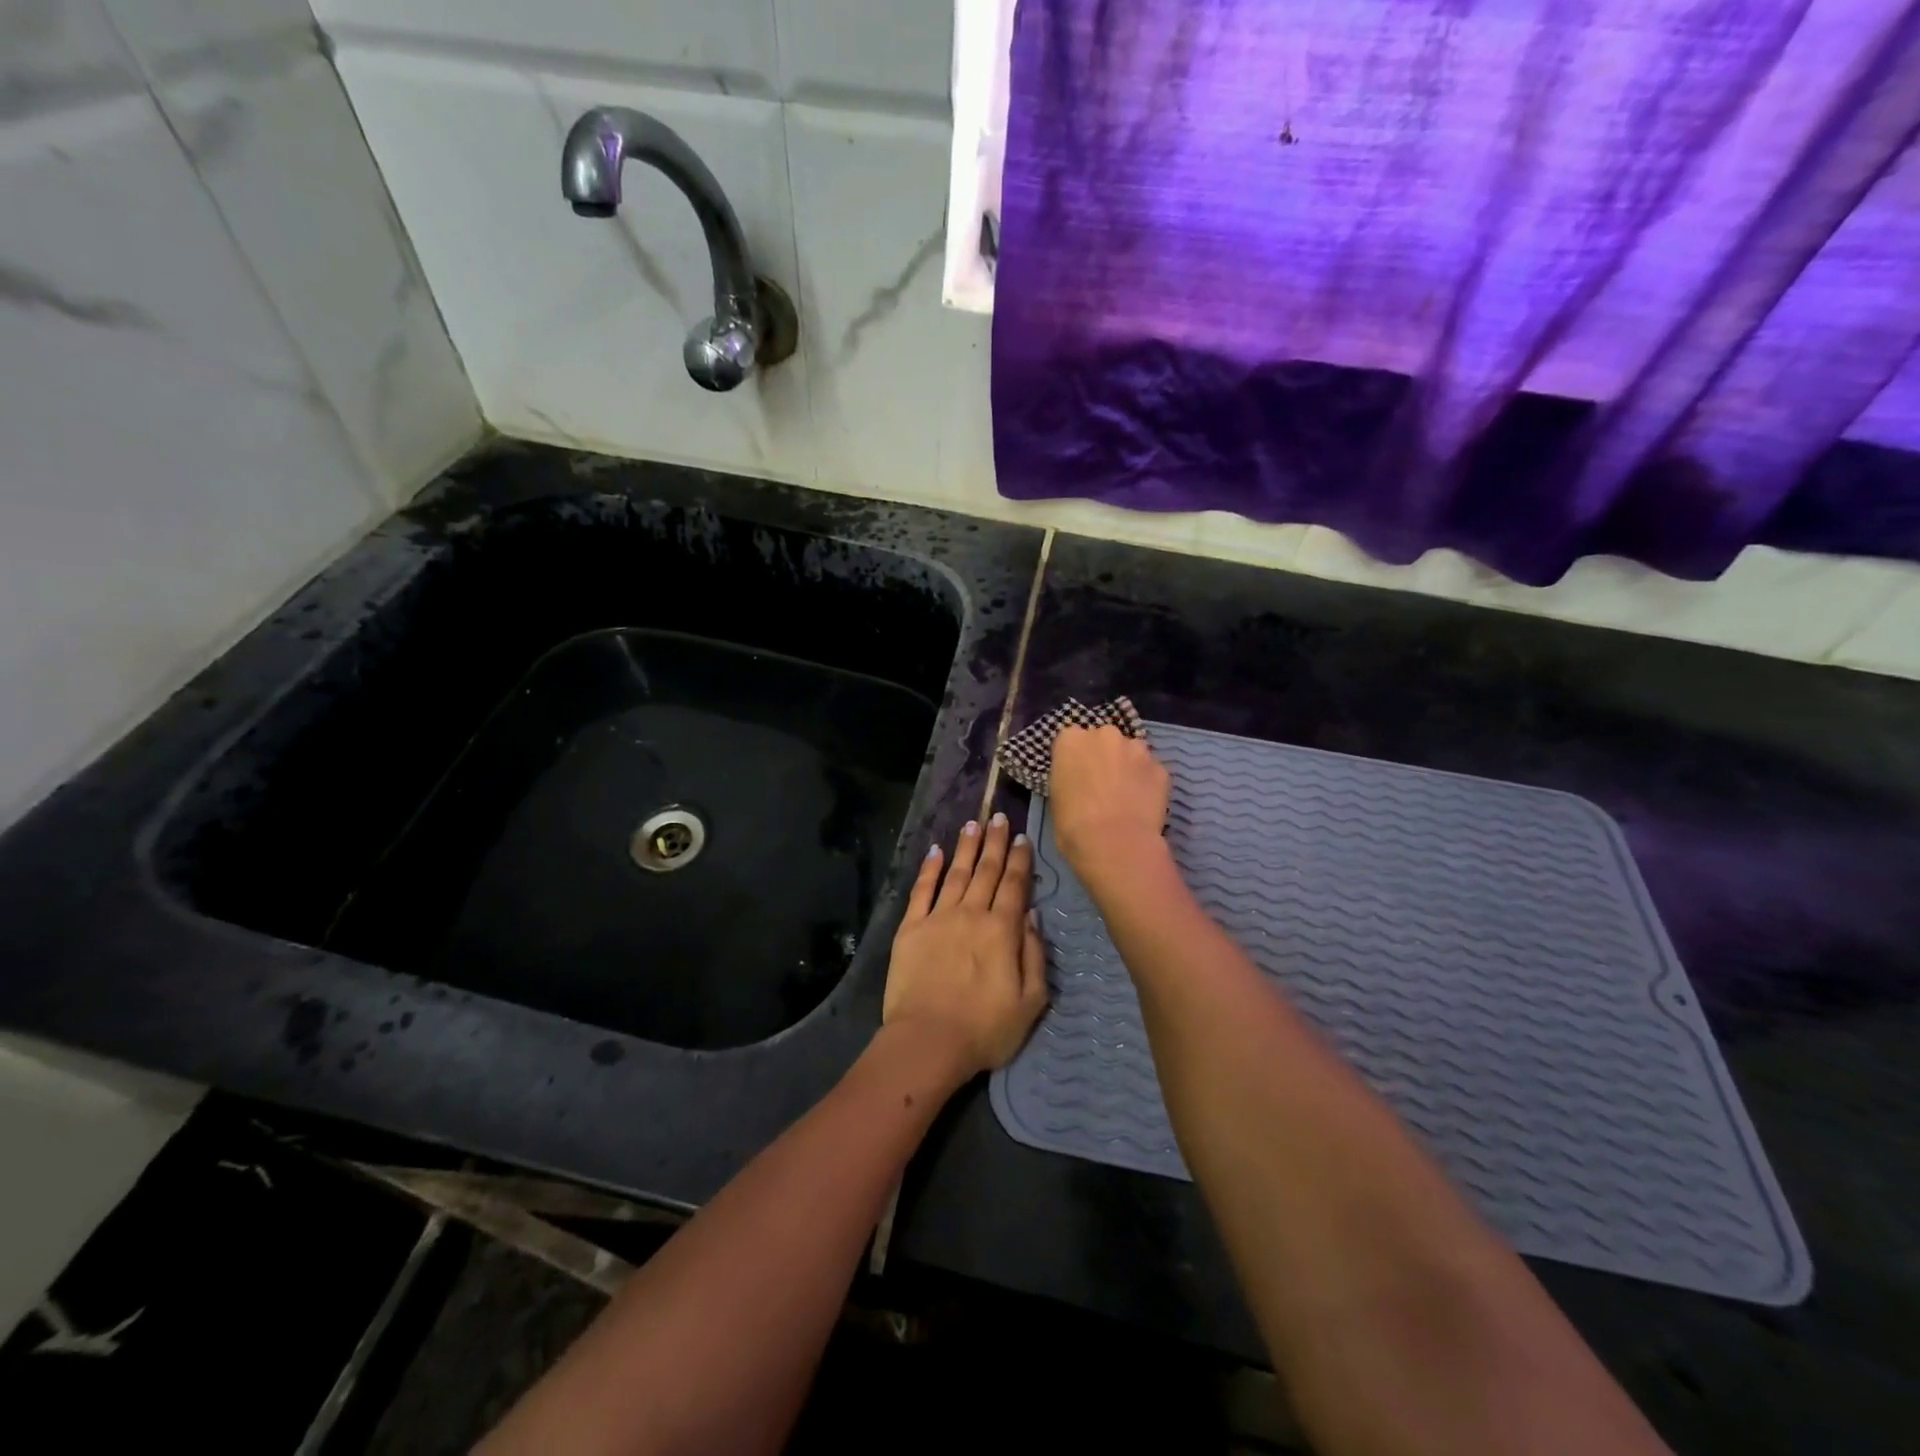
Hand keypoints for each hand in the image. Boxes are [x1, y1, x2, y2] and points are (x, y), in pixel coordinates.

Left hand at [884, 813, 1047, 1078]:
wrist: (928, 1041)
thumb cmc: (986, 1029)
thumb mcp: (1031, 1001)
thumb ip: (1034, 953)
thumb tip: (1032, 914)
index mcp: (1002, 930)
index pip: (1014, 885)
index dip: (1020, 859)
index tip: (1022, 837)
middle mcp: (971, 914)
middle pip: (986, 870)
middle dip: (995, 842)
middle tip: (999, 816)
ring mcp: (938, 918)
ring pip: (956, 873)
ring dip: (966, 847)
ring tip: (973, 824)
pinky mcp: (911, 928)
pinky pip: (921, 890)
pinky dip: (930, 869)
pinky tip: (936, 851)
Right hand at [1049, 725, 1171, 887]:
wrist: (1115, 844)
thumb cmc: (1073, 825)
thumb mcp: (1056, 797)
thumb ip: (1069, 777)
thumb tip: (1080, 781)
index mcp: (1071, 739)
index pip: (1070, 739)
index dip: (1075, 759)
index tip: (1077, 776)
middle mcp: (1104, 734)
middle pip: (1104, 739)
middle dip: (1104, 756)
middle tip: (1102, 785)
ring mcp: (1136, 748)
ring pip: (1131, 752)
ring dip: (1128, 766)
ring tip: (1126, 795)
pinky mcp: (1161, 767)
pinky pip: (1151, 771)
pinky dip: (1147, 782)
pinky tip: (1143, 804)